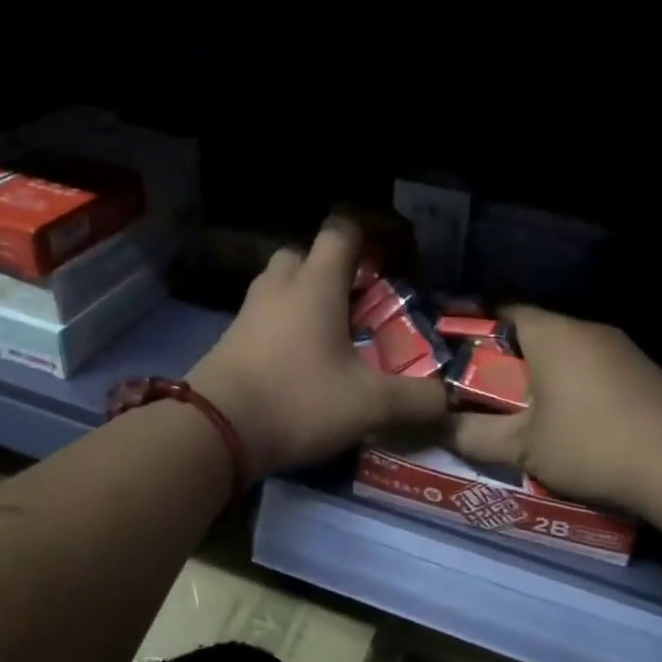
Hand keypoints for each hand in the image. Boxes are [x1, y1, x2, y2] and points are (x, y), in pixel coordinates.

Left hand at [188, 219, 447, 479]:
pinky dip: (286, 326)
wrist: (214, 432)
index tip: (395, 251)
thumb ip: (416, 400)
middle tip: (360, 300)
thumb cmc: (297, 401)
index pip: (342, 230)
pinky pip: (265, 317)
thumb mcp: (369, 405)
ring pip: (281, 285)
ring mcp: (249, 313)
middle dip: (335, 268)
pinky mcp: (230, 340)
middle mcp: (279, 288)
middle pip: (306, 254)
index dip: (371, 230)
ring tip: (334, 332)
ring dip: (307, 297)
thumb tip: (447, 401)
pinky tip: (303, 361)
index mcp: (315, 285)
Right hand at [445, 306, 661, 515]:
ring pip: (566, 354)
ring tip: (520, 412)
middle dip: (505, 360)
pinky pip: (592, 371)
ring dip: (541, 377)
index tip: (453, 352)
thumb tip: (436, 430)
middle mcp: (586, 330)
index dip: (474, 327)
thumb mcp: (523, 447)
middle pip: (534, 334)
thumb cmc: (591, 443)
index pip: (503, 309)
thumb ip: (474, 436)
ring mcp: (621, 350)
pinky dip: (572, 388)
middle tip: (480, 391)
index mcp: (552, 333)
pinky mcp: (643, 374)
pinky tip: (568, 423)